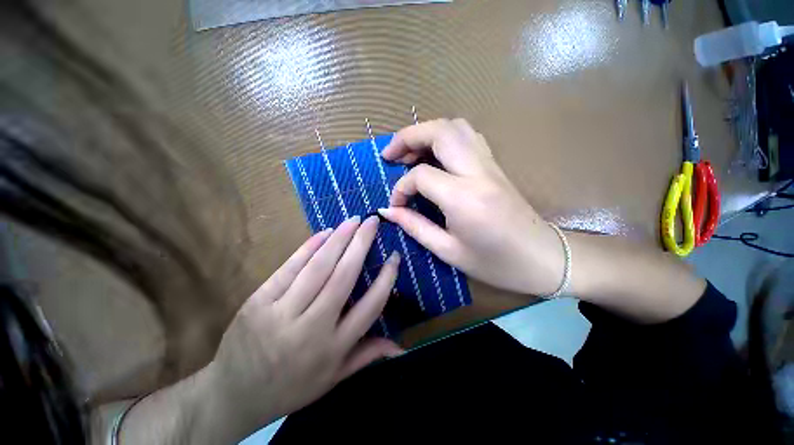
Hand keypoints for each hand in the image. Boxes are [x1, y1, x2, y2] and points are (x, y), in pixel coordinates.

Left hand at [199, 216, 401, 441]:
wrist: (233, 394)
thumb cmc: (291, 386)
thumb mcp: (333, 378)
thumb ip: (367, 356)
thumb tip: (402, 348)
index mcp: (333, 347)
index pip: (370, 306)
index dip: (386, 278)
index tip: (395, 256)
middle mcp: (311, 328)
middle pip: (343, 277)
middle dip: (361, 244)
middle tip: (372, 222)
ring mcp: (281, 312)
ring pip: (317, 267)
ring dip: (338, 239)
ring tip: (353, 221)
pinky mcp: (258, 301)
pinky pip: (289, 268)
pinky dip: (309, 247)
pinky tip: (324, 233)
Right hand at [378, 119, 564, 295]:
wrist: (543, 259)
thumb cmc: (495, 264)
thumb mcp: (448, 251)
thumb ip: (415, 226)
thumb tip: (388, 211)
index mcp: (463, 198)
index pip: (421, 176)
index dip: (401, 188)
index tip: (396, 205)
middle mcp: (478, 172)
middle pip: (439, 131)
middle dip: (408, 137)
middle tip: (390, 154)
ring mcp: (490, 165)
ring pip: (456, 127)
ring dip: (428, 132)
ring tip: (411, 153)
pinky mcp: (496, 166)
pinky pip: (469, 137)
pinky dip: (446, 137)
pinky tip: (436, 156)